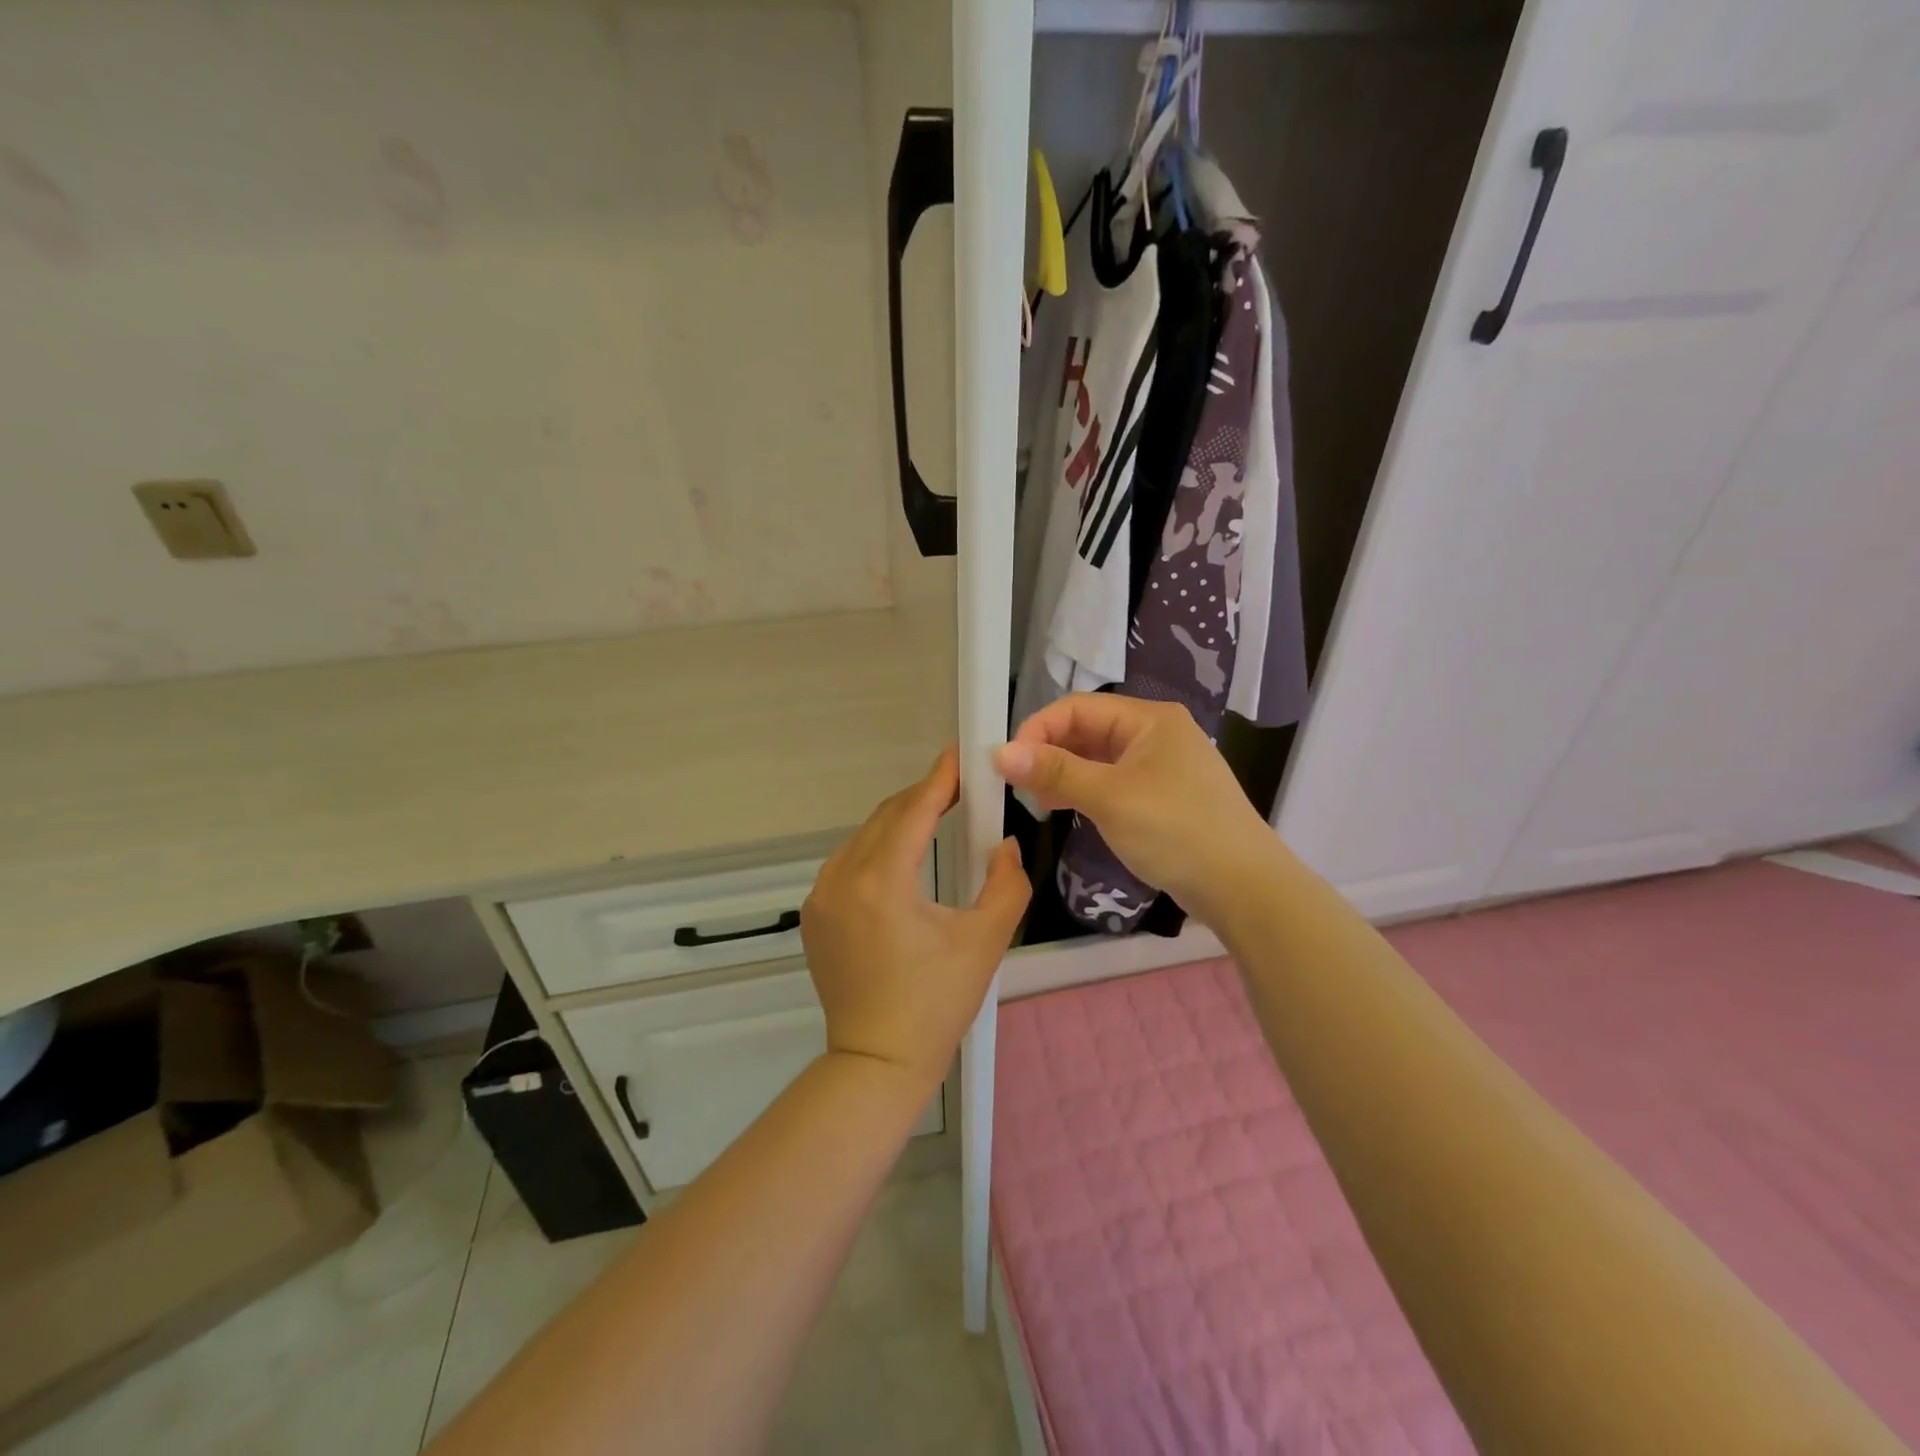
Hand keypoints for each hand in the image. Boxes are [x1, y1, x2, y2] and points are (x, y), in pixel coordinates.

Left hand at [801, 746, 1029, 1087]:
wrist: (877, 1062)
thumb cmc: (936, 1004)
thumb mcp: (984, 941)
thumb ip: (1006, 883)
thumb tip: (1006, 843)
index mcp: (881, 882)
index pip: (913, 811)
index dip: (939, 779)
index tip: (961, 755)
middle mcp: (842, 878)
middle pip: (886, 818)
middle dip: (923, 797)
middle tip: (959, 788)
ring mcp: (821, 896)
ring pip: (864, 838)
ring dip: (899, 822)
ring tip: (936, 818)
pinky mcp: (814, 914)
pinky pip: (848, 862)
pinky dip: (877, 849)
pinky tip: (902, 859)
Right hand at [994, 694, 1281, 924]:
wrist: (1244, 887)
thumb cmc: (1176, 830)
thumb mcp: (1109, 797)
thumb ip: (1054, 772)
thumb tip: (999, 752)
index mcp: (1150, 719)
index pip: (1077, 707)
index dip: (1038, 729)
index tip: (1008, 763)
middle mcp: (1157, 733)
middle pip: (1089, 730)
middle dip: (1050, 753)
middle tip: (1019, 785)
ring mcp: (1163, 766)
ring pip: (1100, 758)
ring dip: (1066, 774)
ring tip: (1038, 802)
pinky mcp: (1165, 796)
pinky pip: (1115, 782)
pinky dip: (1087, 791)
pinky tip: (1068, 810)